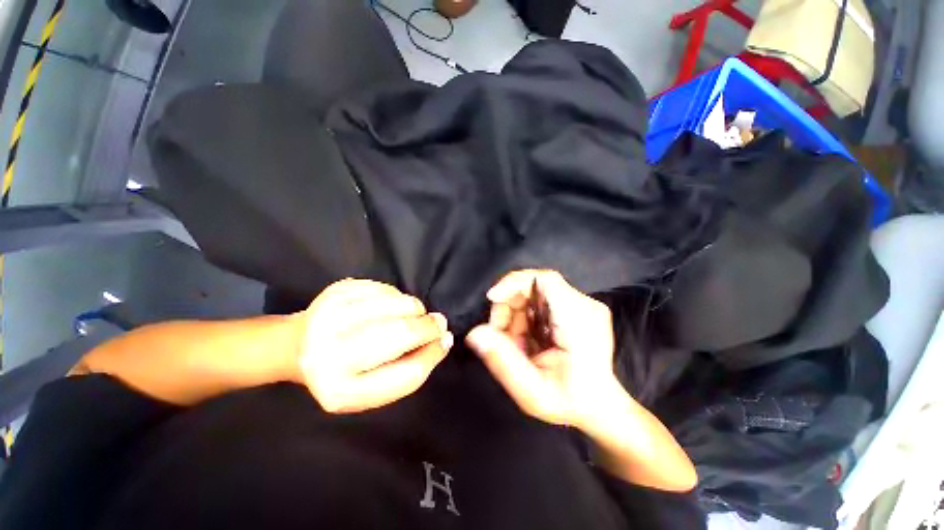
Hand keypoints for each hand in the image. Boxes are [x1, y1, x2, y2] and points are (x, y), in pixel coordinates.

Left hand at [296, 279, 452, 413]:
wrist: (298, 348)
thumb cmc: (343, 372)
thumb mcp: (372, 387)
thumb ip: (408, 368)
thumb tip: (443, 339)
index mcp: (342, 392)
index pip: (405, 374)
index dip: (432, 355)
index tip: (445, 341)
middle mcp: (329, 356)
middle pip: (400, 334)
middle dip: (428, 326)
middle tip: (438, 322)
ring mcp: (329, 318)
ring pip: (395, 305)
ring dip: (415, 308)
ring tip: (414, 314)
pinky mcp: (335, 292)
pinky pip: (384, 288)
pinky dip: (397, 296)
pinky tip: (391, 305)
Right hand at [466, 270, 618, 428]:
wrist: (601, 407)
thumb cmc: (571, 403)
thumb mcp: (533, 392)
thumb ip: (503, 362)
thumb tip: (475, 334)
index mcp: (579, 320)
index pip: (545, 279)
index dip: (514, 283)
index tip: (492, 299)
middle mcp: (584, 306)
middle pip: (534, 287)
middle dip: (509, 306)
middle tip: (499, 335)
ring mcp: (582, 306)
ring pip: (534, 295)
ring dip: (515, 315)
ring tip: (514, 345)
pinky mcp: (576, 309)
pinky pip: (540, 303)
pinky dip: (524, 318)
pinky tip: (525, 340)